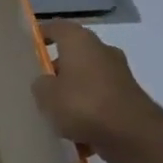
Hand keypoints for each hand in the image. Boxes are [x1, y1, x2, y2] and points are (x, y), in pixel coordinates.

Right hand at [30, 21, 162, 162]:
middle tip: (39, 84)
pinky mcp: (128, 98)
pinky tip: (76, 130)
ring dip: (73, 90)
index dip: (42, 34)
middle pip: (74, 53)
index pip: (57, 27)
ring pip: (87, 78)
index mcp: (80, 41)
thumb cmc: (84, 105)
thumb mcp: (46, 96)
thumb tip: (45, 83)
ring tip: (55, 112)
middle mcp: (102, 51)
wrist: (134, 135)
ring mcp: (118, 74)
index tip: (29, 46)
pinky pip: (100, 99)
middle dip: (57, 67)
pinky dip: (89, 110)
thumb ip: (40, 85)